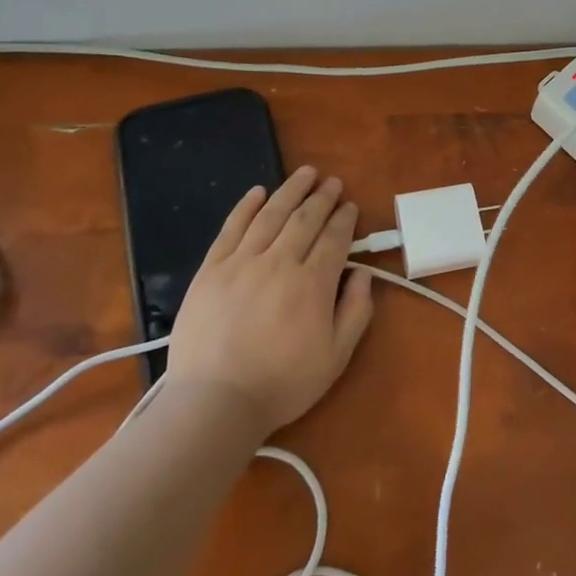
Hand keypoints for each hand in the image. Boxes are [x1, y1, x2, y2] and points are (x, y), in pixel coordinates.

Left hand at [162, 167, 374, 436]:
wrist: (215, 402)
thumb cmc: (281, 383)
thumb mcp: (335, 357)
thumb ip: (355, 312)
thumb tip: (363, 274)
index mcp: (312, 284)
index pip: (334, 239)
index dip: (345, 219)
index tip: (351, 206)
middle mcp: (279, 262)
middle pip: (305, 219)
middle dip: (322, 197)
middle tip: (332, 182)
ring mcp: (241, 262)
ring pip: (271, 215)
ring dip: (291, 190)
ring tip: (305, 173)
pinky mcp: (211, 269)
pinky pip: (231, 228)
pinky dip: (246, 206)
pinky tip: (258, 192)